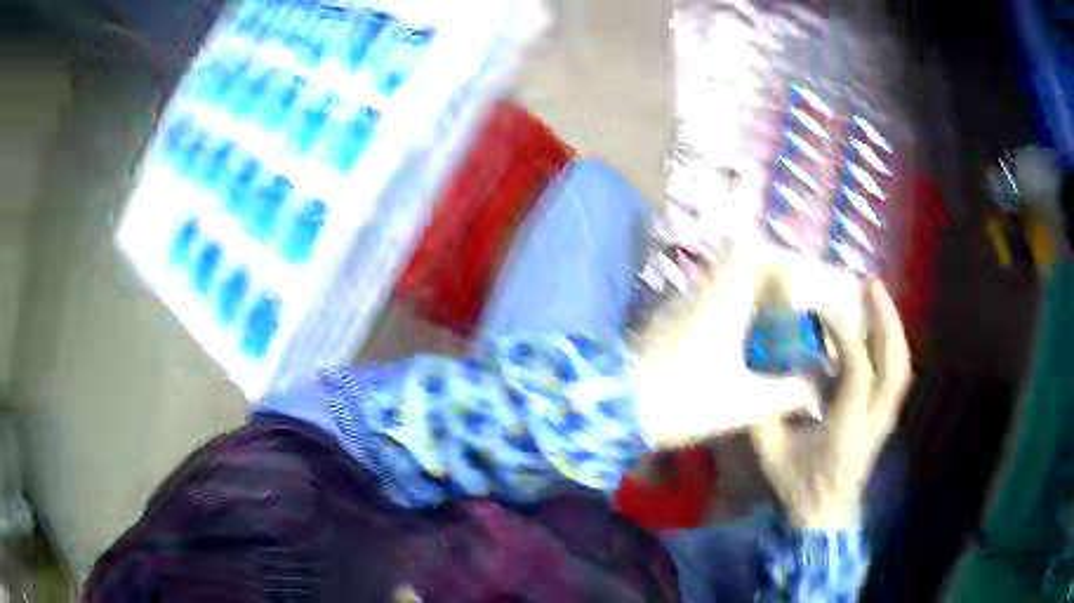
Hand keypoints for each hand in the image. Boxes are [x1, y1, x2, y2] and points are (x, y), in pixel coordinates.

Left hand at [631, 242, 831, 447]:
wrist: (615, 407)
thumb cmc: (683, 401)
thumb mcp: (743, 402)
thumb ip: (786, 392)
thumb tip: (816, 389)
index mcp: (722, 299)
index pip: (752, 253)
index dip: (783, 263)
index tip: (802, 291)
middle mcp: (700, 289)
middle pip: (737, 258)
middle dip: (771, 273)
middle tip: (792, 305)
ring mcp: (680, 301)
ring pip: (721, 276)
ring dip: (750, 289)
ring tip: (774, 321)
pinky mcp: (668, 318)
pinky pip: (707, 294)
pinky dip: (731, 304)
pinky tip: (741, 337)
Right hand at [750, 279, 910, 528]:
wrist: (824, 517)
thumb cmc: (797, 486)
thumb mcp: (771, 453)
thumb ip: (766, 411)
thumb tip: (762, 368)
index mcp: (846, 432)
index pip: (858, 374)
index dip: (845, 336)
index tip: (824, 308)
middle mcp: (874, 423)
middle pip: (895, 365)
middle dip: (886, 320)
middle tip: (871, 285)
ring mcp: (885, 422)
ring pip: (902, 369)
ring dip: (893, 329)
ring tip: (878, 298)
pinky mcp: (886, 420)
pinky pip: (898, 377)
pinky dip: (893, 346)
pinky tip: (881, 329)